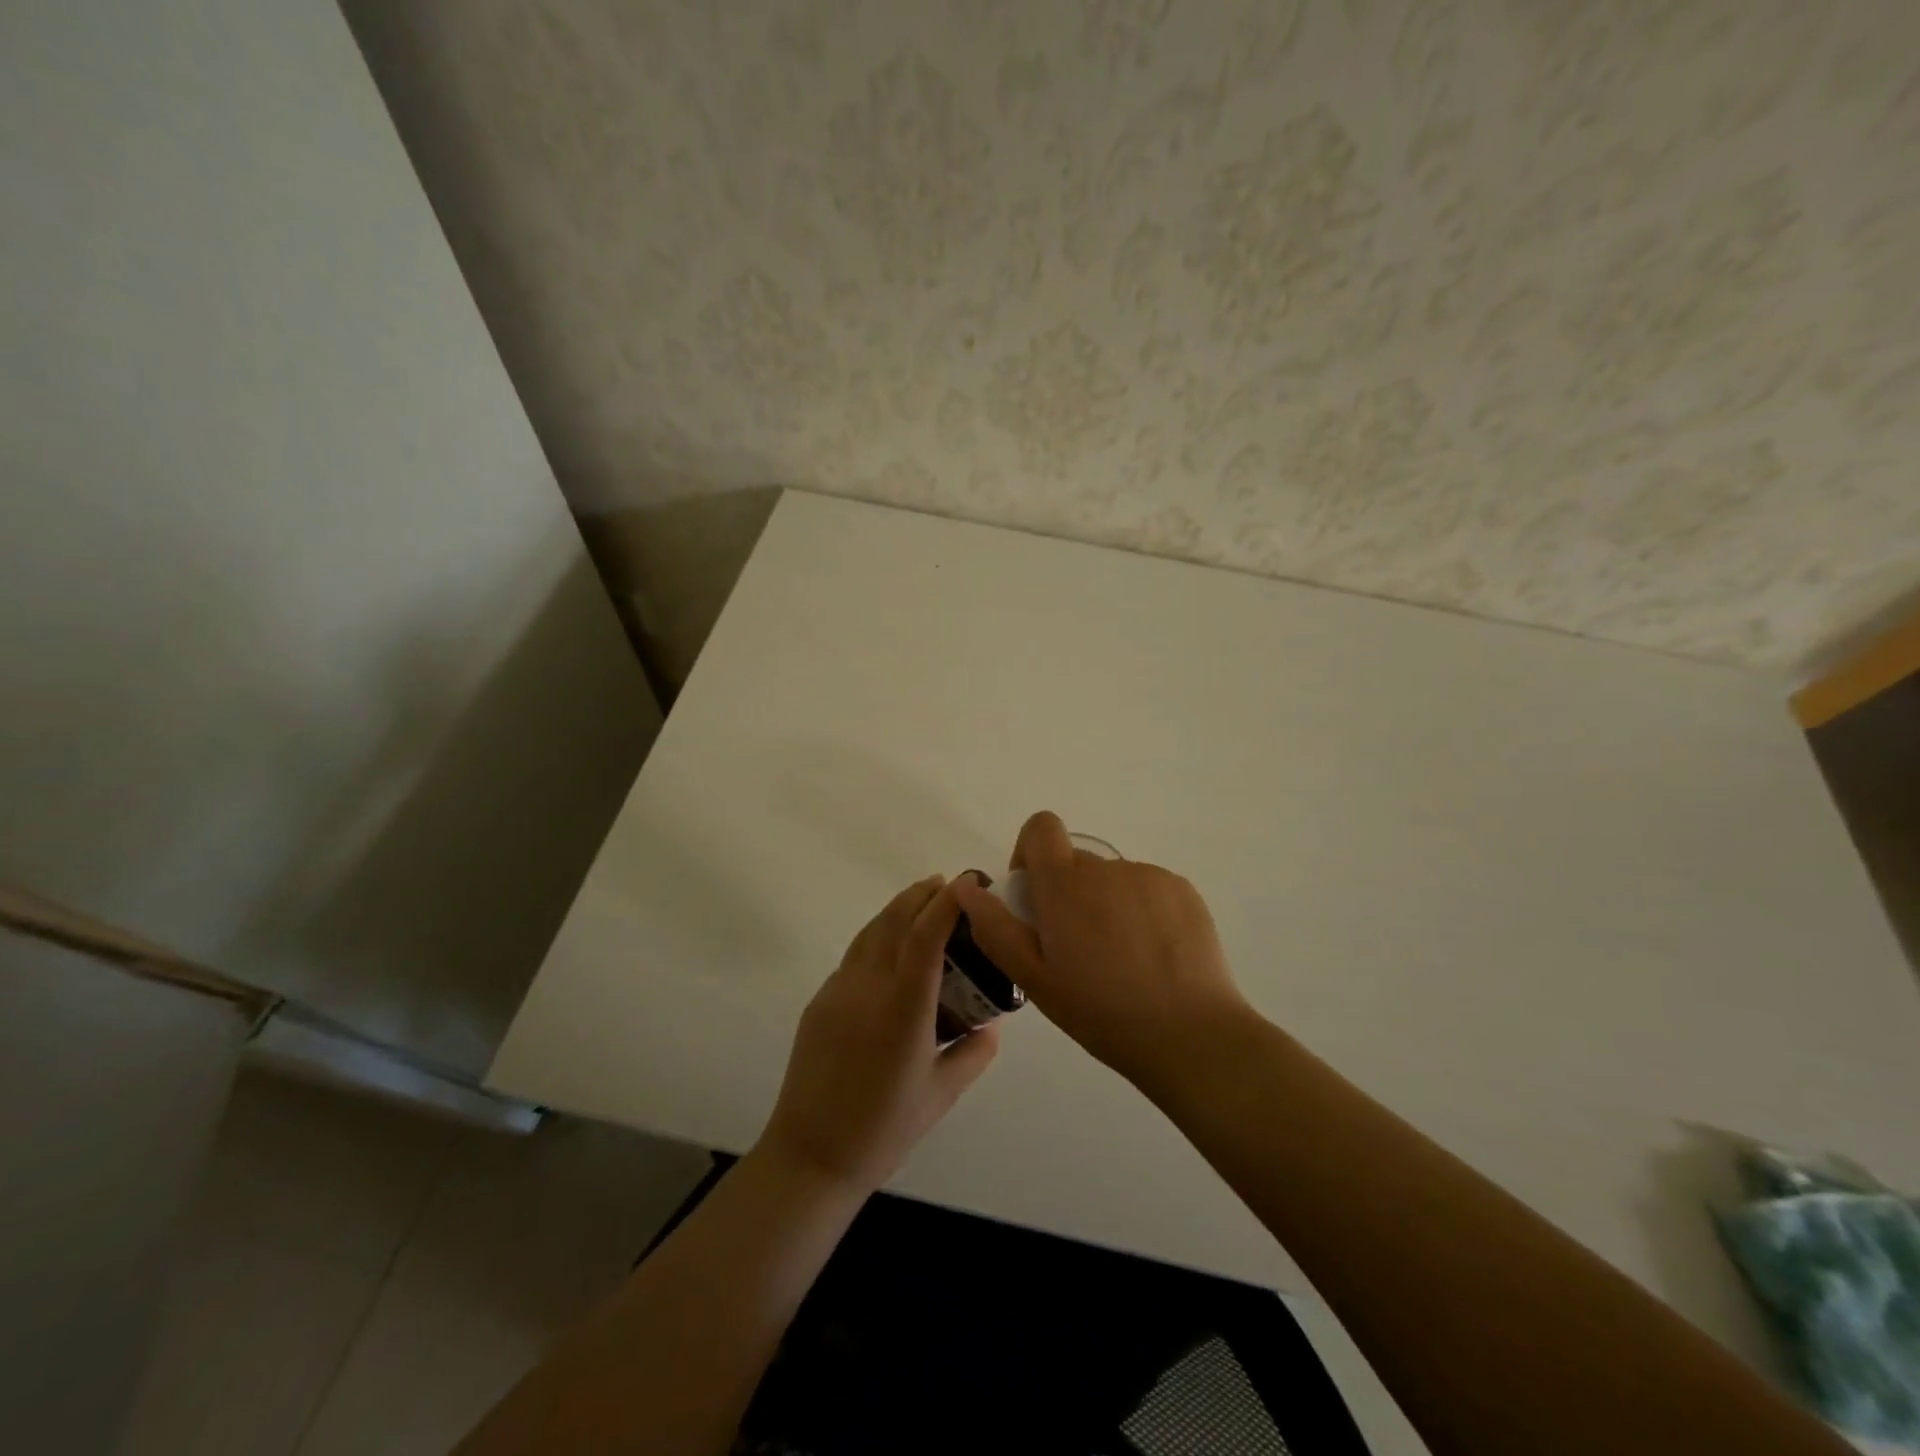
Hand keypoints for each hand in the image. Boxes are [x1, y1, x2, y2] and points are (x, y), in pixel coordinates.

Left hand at [757, 875, 999, 1194]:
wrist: (810, 1155)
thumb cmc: (884, 1130)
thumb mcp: (942, 1095)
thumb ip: (974, 1054)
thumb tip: (992, 1025)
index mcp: (903, 1011)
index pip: (925, 938)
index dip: (946, 905)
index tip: (966, 885)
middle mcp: (868, 989)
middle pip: (894, 921)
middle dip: (922, 895)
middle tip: (947, 883)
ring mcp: (838, 991)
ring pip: (871, 932)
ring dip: (898, 909)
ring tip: (921, 899)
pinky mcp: (820, 1002)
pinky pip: (854, 956)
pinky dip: (878, 936)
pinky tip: (891, 947)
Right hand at [953, 812, 1250, 1086]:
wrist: (1190, 1035)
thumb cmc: (1101, 1011)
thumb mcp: (1034, 978)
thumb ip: (995, 927)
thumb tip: (965, 887)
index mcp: (1066, 884)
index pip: (1042, 826)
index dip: (1030, 851)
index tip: (1035, 896)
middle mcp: (1107, 867)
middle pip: (1076, 862)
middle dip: (1068, 894)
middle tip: (1077, 949)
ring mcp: (1150, 876)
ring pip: (1112, 880)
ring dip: (1105, 905)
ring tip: (1119, 961)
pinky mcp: (1182, 891)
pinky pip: (1147, 889)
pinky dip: (1141, 912)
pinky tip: (1151, 958)